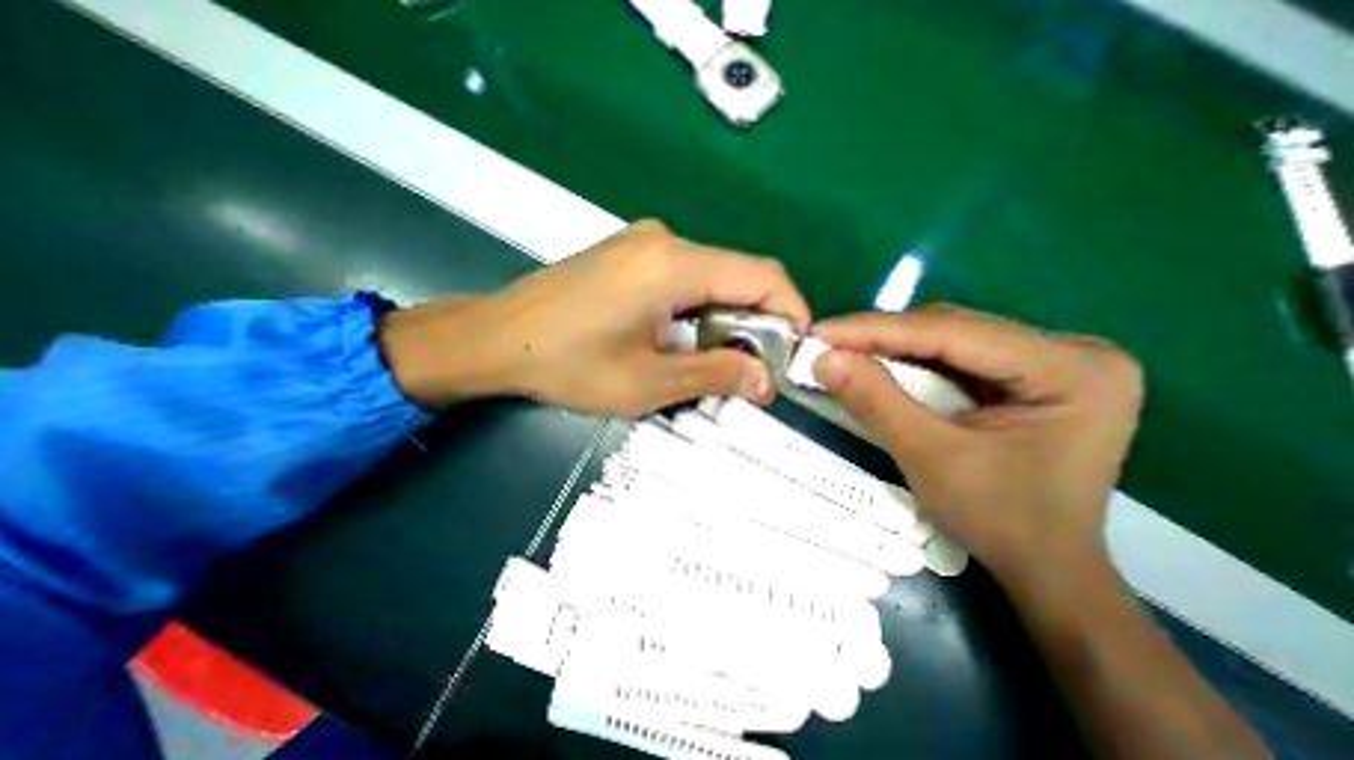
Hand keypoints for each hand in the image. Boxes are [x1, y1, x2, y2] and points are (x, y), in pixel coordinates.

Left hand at [375, 218, 807, 419]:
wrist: (495, 339)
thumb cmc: (568, 364)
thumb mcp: (647, 383)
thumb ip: (714, 375)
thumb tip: (766, 380)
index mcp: (673, 265)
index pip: (761, 276)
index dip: (790, 311)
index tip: (794, 352)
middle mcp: (666, 240)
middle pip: (739, 275)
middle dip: (759, 323)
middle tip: (756, 369)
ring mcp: (645, 243)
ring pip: (714, 278)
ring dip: (729, 319)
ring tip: (719, 361)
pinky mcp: (631, 255)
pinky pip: (687, 278)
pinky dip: (702, 309)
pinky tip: (685, 340)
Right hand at [807, 306, 1144, 584]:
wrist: (1045, 566)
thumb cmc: (999, 521)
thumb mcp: (929, 458)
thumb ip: (876, 402)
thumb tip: (824, 358)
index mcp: (1071, 369)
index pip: (952, 332)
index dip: (876, 330)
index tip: (821, 332)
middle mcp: (1071, 351)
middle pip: (952, 328)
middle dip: (882, 337)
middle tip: (826, 344)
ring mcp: (1052, 360)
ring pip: (949, 338)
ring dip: (891, 346)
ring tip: (844, 354)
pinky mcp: (1028, 374)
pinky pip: (954, 355)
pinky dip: (909, 361)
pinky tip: (878, 367)